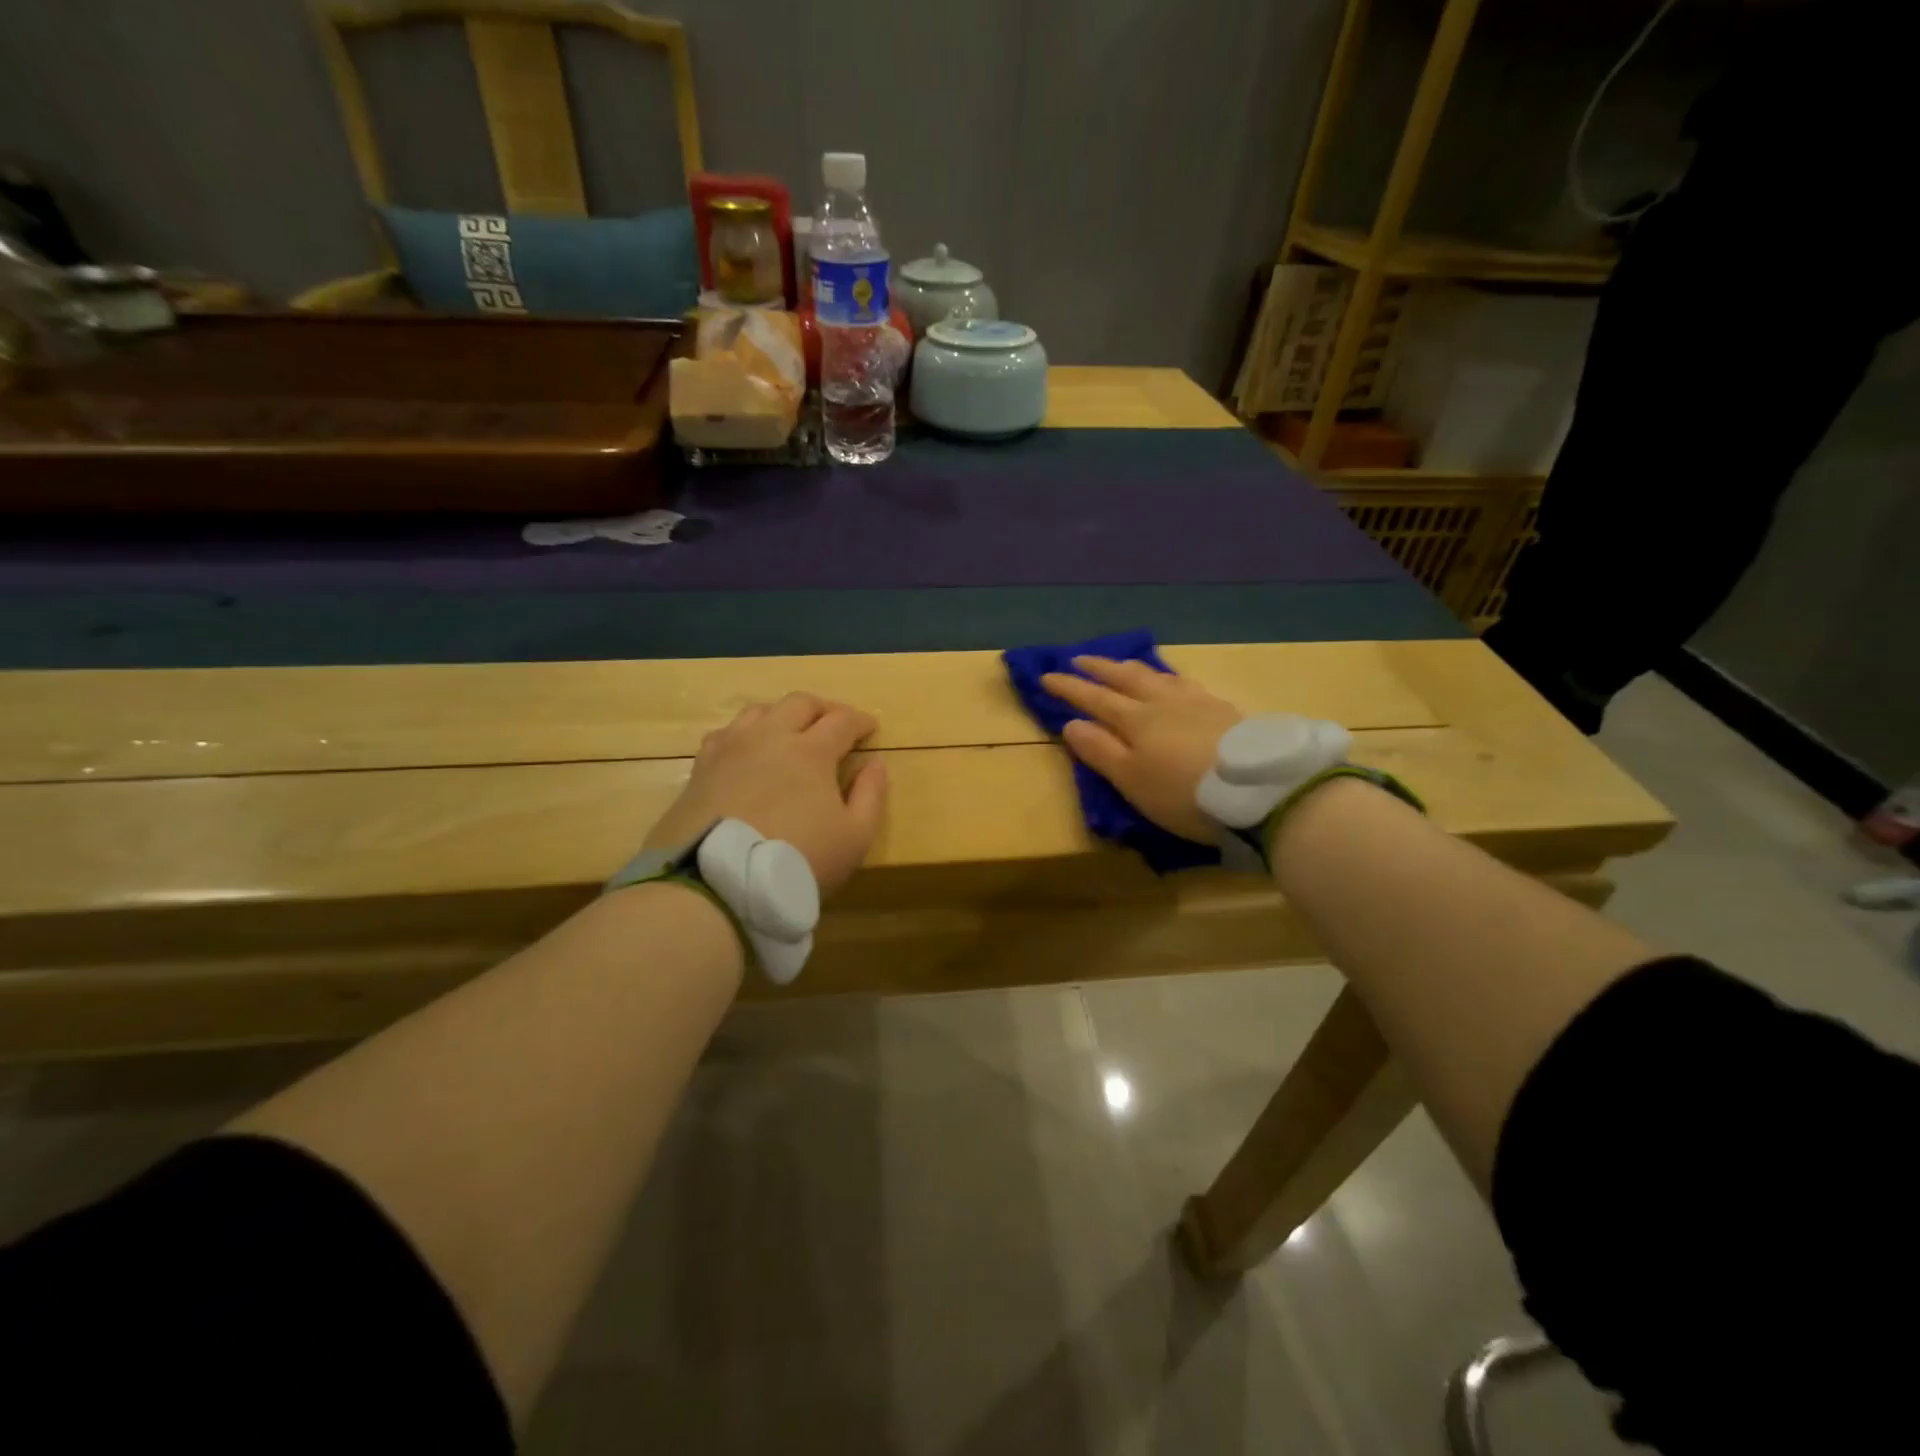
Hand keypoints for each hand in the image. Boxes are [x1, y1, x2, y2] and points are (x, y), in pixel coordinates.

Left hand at [643, 693, 887, 894]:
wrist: (717, 882)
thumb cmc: (797, 860)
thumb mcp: (854, 837)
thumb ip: (871, 795)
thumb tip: (875, 763)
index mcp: (811, 750)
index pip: (842, 720)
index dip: (861, 721)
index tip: (871, 727)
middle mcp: (770, 737)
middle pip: (800, 703)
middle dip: (824, 708)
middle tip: (835, 723)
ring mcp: (731, 748)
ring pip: (759, 710)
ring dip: (783, 714)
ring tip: (790, 732)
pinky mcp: (702, 767)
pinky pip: (726, 733)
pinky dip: (745, 734)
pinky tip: (747, 752)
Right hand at [1040, 657, 1242, 843]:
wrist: (1259, 789)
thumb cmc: (1184, 792)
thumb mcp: (1132, 780)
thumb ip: (1101, 751)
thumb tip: (1072, 724)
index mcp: (1136, 720)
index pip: (1094, 698)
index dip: (1069, 688)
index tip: (1047, 675)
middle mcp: (1163, 703)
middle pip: (1126, 678)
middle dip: (1100, 668)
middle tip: (1079, 658)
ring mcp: (1197, 703)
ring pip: (1159, 677)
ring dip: (1134, 669)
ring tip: (1123, 665)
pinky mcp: (1225, 712)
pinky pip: (1187, 685)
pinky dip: (1170, 679)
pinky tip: (1176, 684)